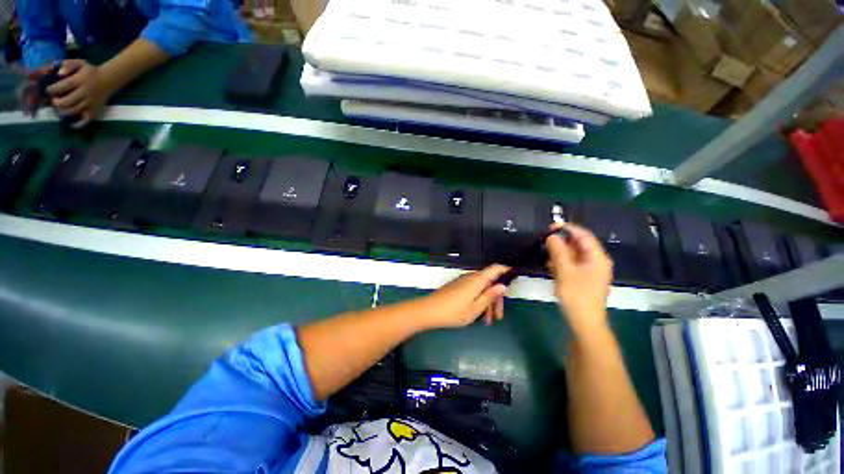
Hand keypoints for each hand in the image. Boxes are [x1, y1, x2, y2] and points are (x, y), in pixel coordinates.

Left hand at [47, 59, 111, 127]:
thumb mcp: (81, 63)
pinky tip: (72, 125)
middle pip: (68, 101)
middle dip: (58, 103)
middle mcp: (86, 93)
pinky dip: (79, 124)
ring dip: (64, 111)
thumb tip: (60, 72)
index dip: (54, 89)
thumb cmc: (90, 72)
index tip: (49, 90)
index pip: (65, 85)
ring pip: (74, 110)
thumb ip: (69, 64)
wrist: (108, 80)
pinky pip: (86, 120)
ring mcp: (91, 103)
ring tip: (61, 108)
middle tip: (55, 100)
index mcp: (82, 80)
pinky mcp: (95, 110)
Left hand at [419, 265, 509, 328]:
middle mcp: (470, 277)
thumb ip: (489, 296)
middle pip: (489, 282)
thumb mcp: (475, 308)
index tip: (514, 274)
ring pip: (481, 288)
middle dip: (495, 298)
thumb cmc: (454, 311)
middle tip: (498, 316)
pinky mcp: (457, 286)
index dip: (505, 269)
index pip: (495, 269)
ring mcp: (462, 281)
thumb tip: (502, 286)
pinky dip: (478, 301)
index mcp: (477, 280)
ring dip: (486, 303)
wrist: (429, 310)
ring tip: (487, 321)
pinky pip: (472, 290)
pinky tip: (477, 315)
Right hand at [546, 223, 612, 334]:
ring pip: (573, 255)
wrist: (584, 322)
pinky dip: (561, 262)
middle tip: (544, 240)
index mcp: (597, 258)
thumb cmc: (576, 295)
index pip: (583, 235)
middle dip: (561, 241)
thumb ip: (558, 251)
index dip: (567, 228)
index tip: (550, 226)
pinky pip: (572, 265)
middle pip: (578, 245)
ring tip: (544, 251)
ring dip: (559, 252)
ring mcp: (590, 271)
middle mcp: (596, 262)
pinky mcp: (583, 279)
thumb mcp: (565, 271)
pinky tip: (549, 264)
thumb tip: (551, 236)